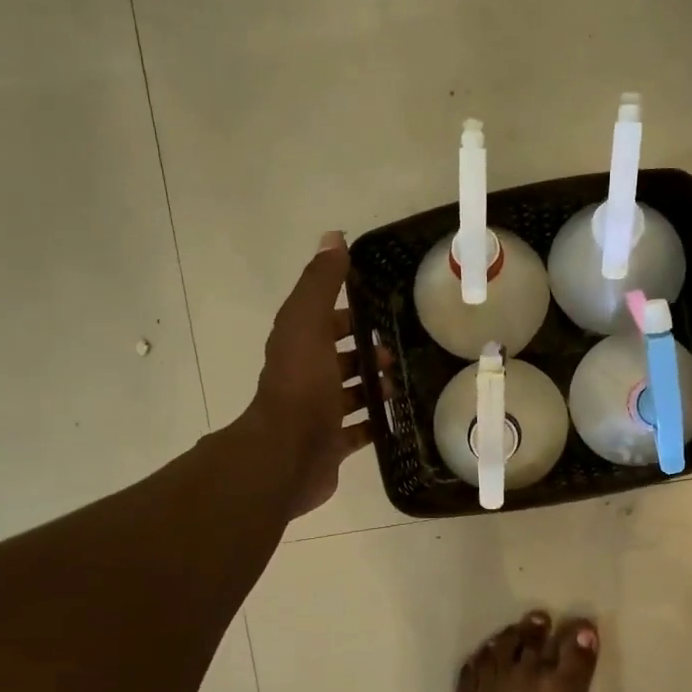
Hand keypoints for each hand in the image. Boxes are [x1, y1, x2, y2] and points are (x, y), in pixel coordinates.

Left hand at [246, 232, 382, 516]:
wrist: (288, 455)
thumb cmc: (301, 386)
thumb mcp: (309, 323)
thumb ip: (321, 283)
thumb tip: (333, 237)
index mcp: (298, 345)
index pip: (323, 319)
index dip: (348, 312)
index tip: (381, 305)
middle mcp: (305, 377)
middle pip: (339, 357)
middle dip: (367, 350)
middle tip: (400, 349)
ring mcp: (317, 414)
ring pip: (350, 394)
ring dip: (374, 386)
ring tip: (404, 382)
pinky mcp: (330, 445)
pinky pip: (358, 431)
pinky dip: (376, 424)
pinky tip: (400, 418)